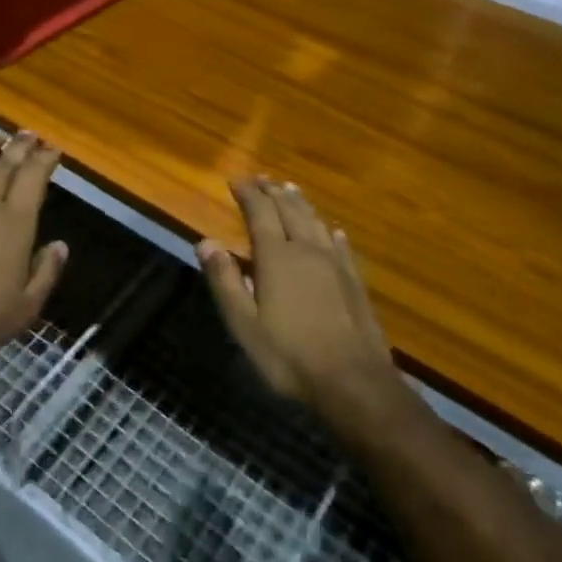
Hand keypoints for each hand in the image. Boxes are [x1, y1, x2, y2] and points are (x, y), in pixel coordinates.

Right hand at [197, 178, 393, 412]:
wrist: (353, 382)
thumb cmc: (289, 355)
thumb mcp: (244, 323)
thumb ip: (225, 280)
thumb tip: (205, 242)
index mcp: (277, 257)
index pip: (260, 213)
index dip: (248, 194)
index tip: (236, 180)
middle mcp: (307, 250)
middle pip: (290, 210)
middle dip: (273, 192)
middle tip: (262, 179)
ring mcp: (335, 264)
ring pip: (316, 222)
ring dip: (301, 204)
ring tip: (291, 191)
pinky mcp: (355, 281)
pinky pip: (341, 246)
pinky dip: (331, 232)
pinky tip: (333, 230)